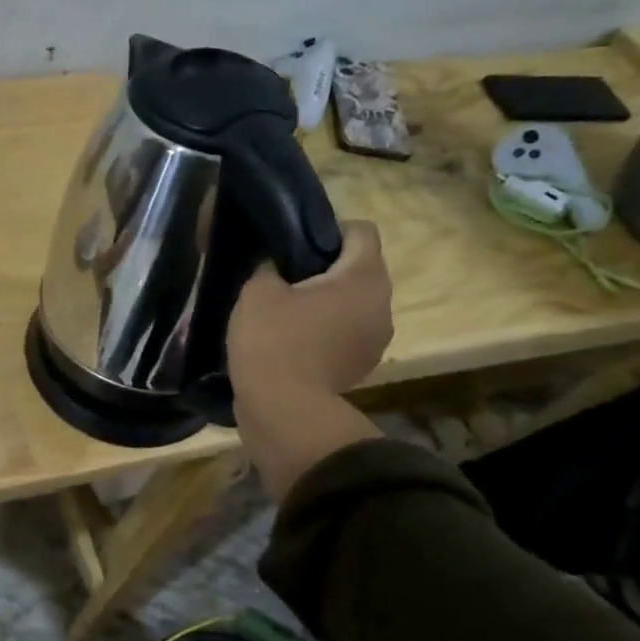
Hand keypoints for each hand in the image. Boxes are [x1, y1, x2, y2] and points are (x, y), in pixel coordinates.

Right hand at [228, 221, 393, 498]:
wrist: (282, 410)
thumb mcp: (257, 291)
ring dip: (326, 302)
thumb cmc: (273, 340)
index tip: (293, 245)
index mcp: (364, 277)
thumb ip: (269, 266)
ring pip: (352, 304)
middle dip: (324, 268)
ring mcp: (376, 340)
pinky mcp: (361, 366)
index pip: (361, 230)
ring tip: (286, 312)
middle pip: (359, 268)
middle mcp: (382, 304)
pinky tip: (292, 341)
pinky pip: (346, 333)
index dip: (327, 230)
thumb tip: (276, 265)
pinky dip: (325, 331)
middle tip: (283, 277)